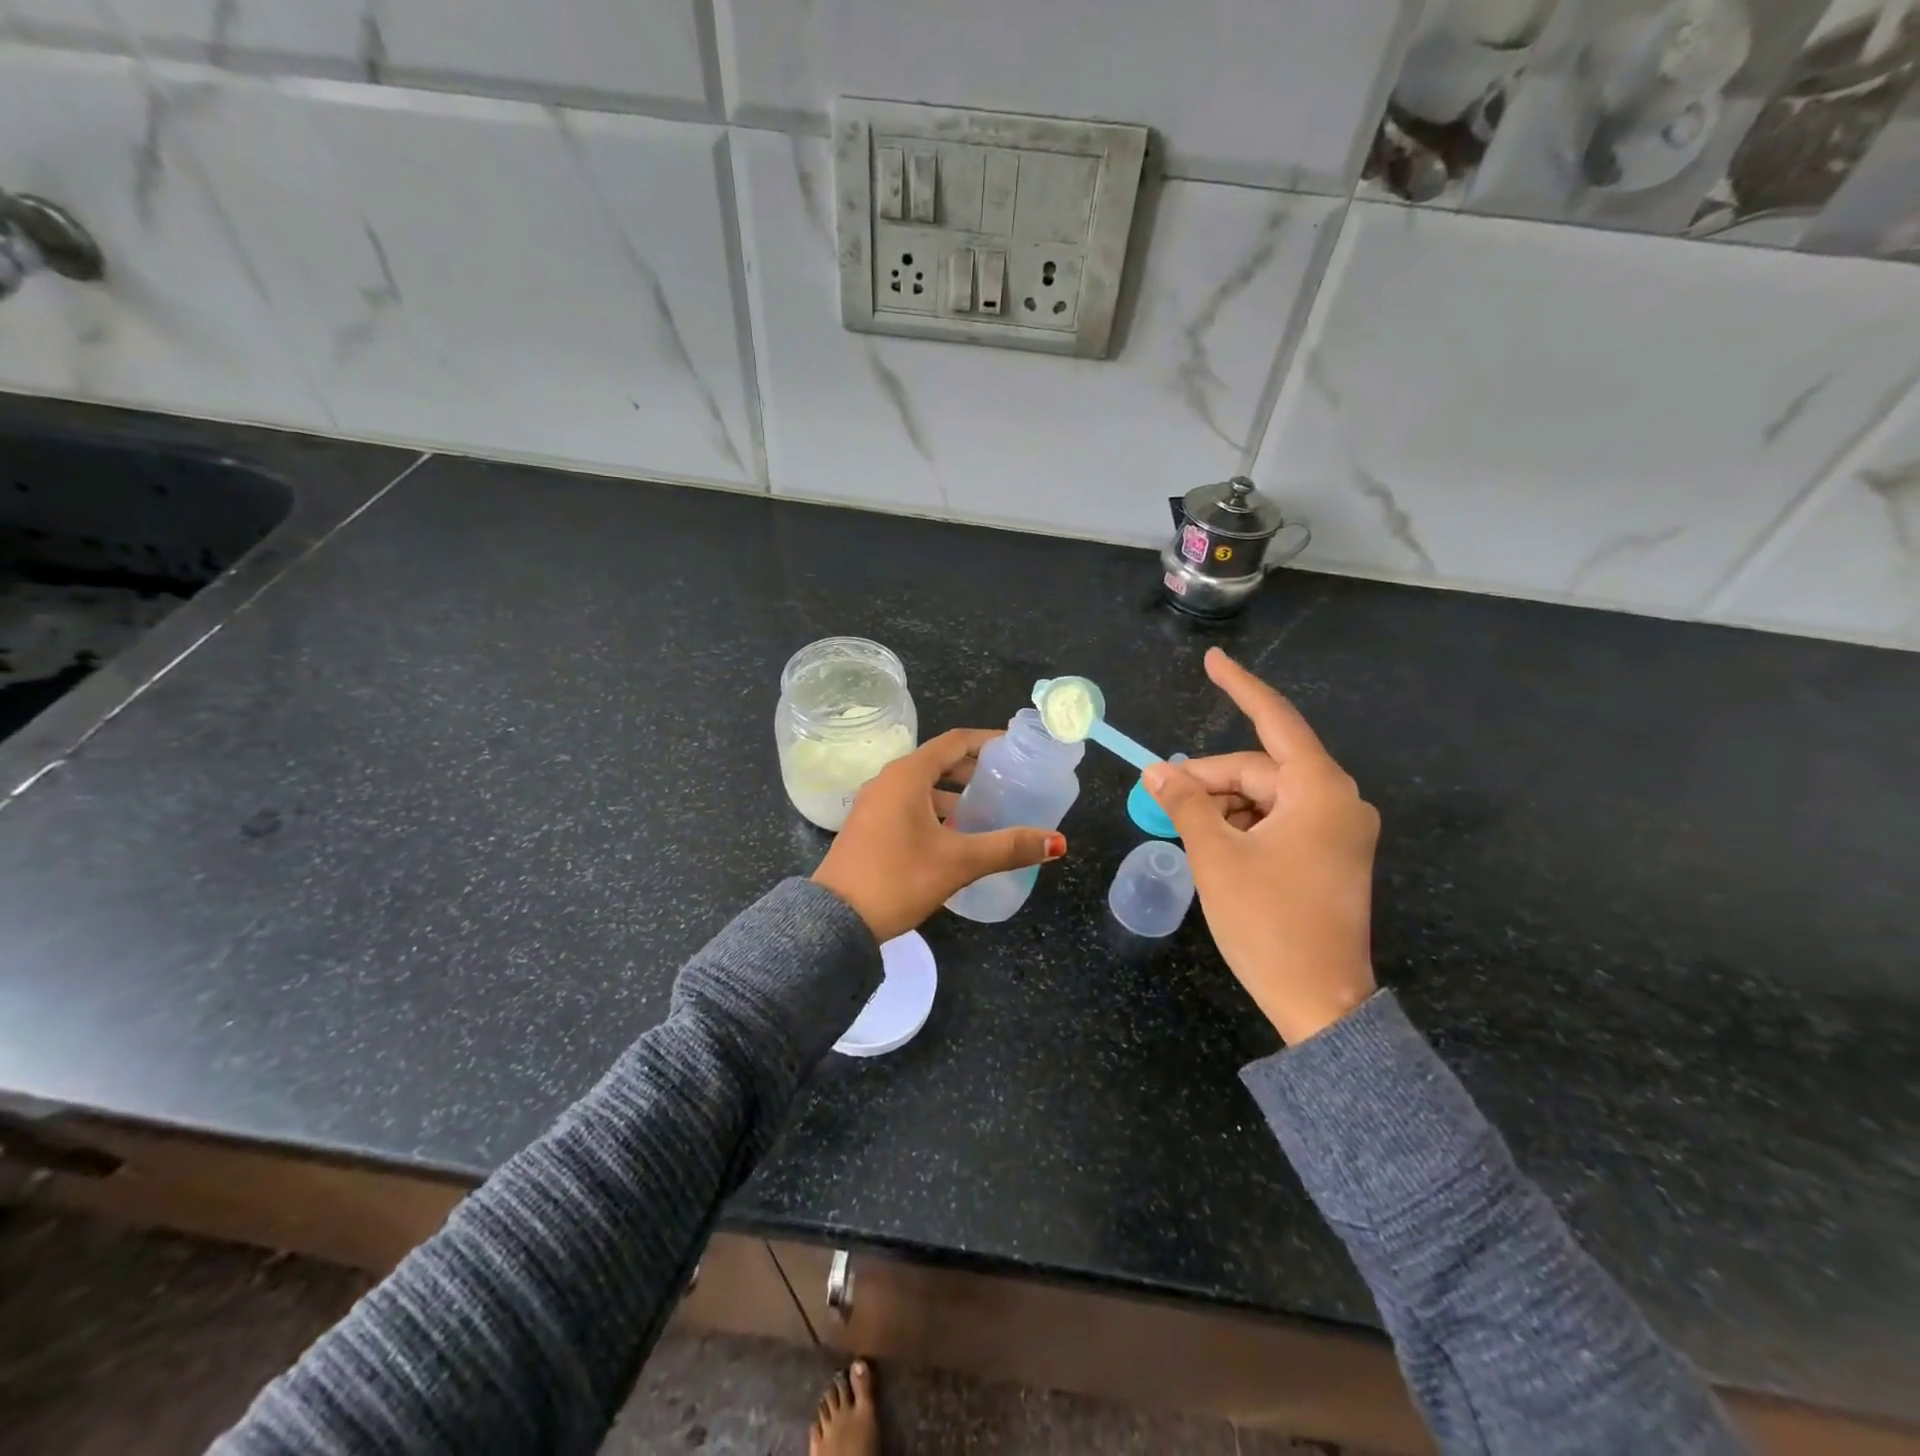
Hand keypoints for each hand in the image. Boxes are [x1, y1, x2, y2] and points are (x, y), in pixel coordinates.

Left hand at [813, 728, 1066, 942]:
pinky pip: (909, 805)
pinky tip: (955, 835)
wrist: (836, 921)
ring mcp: (874, 804)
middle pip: (938, 762)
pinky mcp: (869, 827)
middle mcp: (888, 781)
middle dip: (973, 770)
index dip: (987, 741)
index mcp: (907, 775)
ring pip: (923, 787)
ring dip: (954, 794)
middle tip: (1007, 782)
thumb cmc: (898, 879)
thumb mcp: (958, 862)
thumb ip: (1008, 847)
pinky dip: (935, 810)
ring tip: (987, 811)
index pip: (955, 742)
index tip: (1016, 749)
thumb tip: (1056, 841)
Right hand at [1144, 649, 1378, 1044]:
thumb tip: (1157, 771)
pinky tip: (1213, 845)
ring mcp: (1338, 831)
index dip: (1240, 688)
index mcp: (1320, 791)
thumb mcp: (1216, 857)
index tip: (1212, 660)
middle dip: (1210, 779)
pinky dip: (1242, 824)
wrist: (1320, 1003)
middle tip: (1161, 796)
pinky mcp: (1331, 856)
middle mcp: (1338, 801)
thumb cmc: (1268, 923)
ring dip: (1223, 806)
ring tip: (1184, 828)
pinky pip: (1279, 821)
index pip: (1275, 721)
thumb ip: (1186, 803)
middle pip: (1261, 769)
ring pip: (1266, 796)